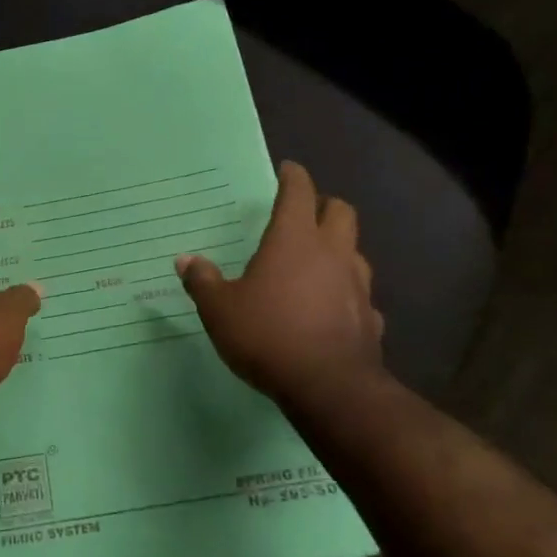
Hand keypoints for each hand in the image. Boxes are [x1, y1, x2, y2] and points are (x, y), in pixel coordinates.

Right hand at [178, 161, 386, 406]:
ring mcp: (357, 285)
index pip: (299, 192)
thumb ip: (202, 282)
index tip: (287, 170)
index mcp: (294, 240)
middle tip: (305, 212)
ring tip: (318, 261)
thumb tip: (186, 260)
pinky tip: (332, 308)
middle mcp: (332, 253)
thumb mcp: (220, 310)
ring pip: (355, 251)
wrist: (328, 387)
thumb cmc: (267, 335)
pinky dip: (347, 293)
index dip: (293, 177)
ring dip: (339, 248)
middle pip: (341, 211)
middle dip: (324, 205)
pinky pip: (360, 295)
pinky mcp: (371, 318)